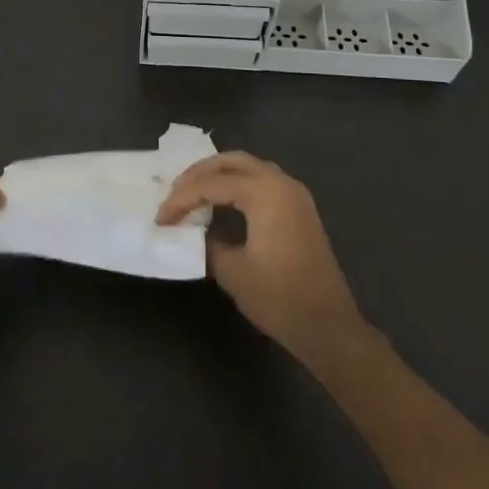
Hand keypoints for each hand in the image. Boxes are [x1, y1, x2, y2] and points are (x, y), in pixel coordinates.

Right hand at [158, 152, 362, 355]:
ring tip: (193, 193)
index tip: (160, 219)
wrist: (328, 326)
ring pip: (250, 167)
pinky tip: (222, 202)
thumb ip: (208, 243)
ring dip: (219, 175)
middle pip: (232, 161)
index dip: (182, 199)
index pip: (212, 184)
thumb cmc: (279, 298)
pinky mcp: (300, 209)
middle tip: (174, 192)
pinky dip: (238, 184)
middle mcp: (282, 183)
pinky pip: (263, 181)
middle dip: (199, 173)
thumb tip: (196, 231)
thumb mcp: (232, 271)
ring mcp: (295, 195)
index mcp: (265, 193)